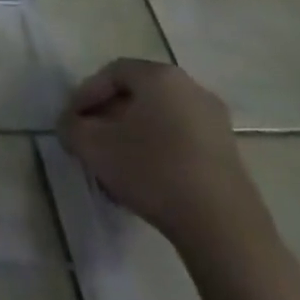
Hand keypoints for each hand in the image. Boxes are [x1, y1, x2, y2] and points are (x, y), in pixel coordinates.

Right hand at [58, 58, 299, 299]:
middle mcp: (191, 88)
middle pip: (138, 94)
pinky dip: (158, 149)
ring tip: (115, 162)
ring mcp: (215, 121)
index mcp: (159, 77)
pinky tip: (145, 177)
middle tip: (91, 138)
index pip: (111, 72)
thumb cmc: (152, 170)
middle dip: (108, 114)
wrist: (222, 226)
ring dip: (133, 134)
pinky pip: (181, 138)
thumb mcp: (93, 146)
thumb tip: (71, 125)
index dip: (85, 94)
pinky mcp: (228, 152)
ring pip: (159, 117)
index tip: (71, 121)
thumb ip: (71, 127)